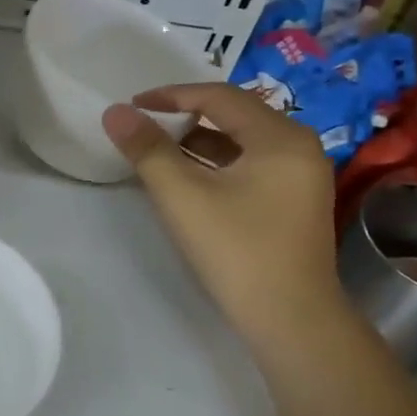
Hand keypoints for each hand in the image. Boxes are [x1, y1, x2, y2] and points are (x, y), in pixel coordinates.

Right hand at [103, 83, 342, 346]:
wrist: (290, 320)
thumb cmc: (237, 251)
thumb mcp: (183, 197)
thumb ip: (147, 151)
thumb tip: (114, 112)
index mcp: (281, 136)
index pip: (219, 96)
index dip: (171, 96)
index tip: (133, 105)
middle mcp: (299, 147)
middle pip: (235, 116)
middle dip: (186, 117)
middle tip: (145, 126)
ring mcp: (302, 177)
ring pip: (242, 144)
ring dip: (200, 142)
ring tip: (159, 151)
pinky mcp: (295, 203)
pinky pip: (251, 167)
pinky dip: (218, 165)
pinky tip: (190, 181)